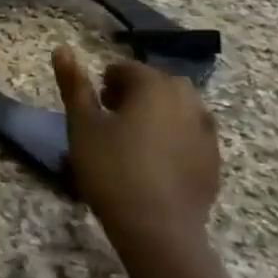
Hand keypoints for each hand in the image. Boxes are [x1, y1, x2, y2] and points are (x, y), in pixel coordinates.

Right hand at [52, 48, 220, 258]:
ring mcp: (206, 131)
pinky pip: (191, 135)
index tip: (94, 106)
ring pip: (178, 108)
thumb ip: (74, 85)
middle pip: (157, 84)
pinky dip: (173, 137)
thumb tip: (63, 47)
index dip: (106, 83)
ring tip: (133, 140)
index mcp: (154, 86)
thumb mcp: (82, 125)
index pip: (127, 69)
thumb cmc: (112, 170)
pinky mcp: (214, 160)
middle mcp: (187, 100)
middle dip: (134, 94)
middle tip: (111, 120)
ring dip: (156, 114)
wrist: (158, 230)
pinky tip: (155, 163)